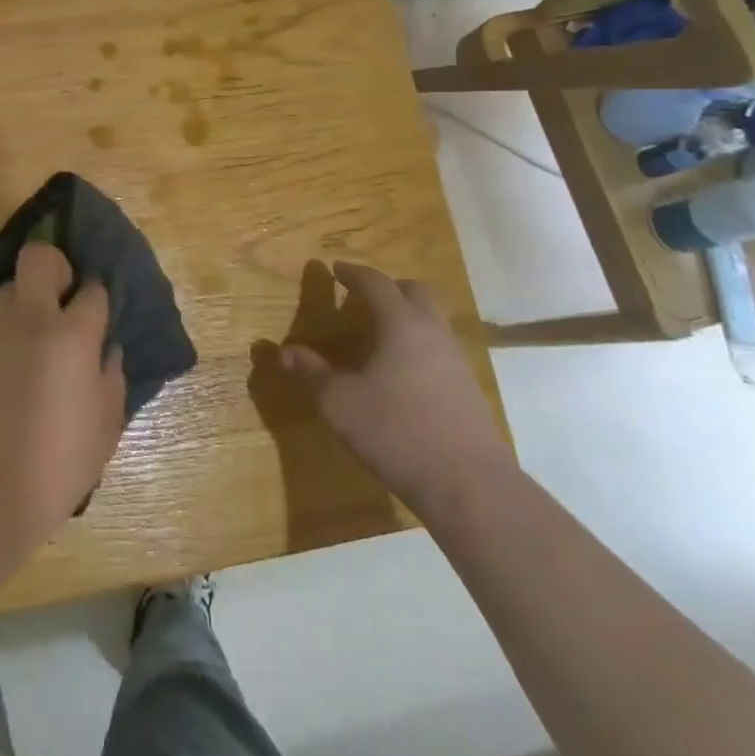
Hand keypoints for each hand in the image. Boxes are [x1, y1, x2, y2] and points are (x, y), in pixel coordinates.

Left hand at [0, 242, 126, 550]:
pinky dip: (5, 335)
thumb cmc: (60, 461)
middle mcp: (32, 320)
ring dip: (25, 300)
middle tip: (63, 295)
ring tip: (35, 334)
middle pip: (38, 258)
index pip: (92, 289)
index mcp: (73, 334)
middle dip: (54, 264)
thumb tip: (107, 350)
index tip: (99, 310)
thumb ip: (112, 377)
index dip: (98, 295)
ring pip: (8, 289)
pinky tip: (12, 369)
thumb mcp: (106, 424)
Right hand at [279, 261, 514, 517]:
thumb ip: (311, 374)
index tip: (336, 269)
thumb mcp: (340, 404)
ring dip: (408, 315)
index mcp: (401, 324)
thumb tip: (284, 352)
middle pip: (415, 292)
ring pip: (433, 320)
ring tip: (382, 334)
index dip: (354, 273)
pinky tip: (405, 373)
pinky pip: (441, 350)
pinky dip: (420, 345)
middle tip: (365, 295)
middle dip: (389, 286)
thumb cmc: (397, 432)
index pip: (376, 283)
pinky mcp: (469, 390)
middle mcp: (432, 333)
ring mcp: (457, 361)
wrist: (470, 486)